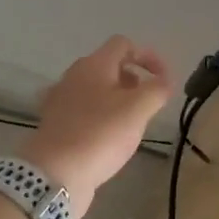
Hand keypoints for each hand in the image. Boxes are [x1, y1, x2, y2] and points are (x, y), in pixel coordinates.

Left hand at [20, 36, 172, 218]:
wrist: (54, 174)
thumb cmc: (100, 134)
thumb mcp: (138, 109)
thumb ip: (157, 90)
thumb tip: (164, 81)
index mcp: (93, 65)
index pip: (123, 44)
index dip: (148, 56)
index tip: (163, 79)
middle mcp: (73, 76)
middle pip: (108, 66)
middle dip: (133, 79)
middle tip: (147, 103)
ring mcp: (60, 100)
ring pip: (95, 89)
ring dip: (117, 99)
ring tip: (130, 123)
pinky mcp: (55, 124)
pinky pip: (83, 111)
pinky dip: (99, 116)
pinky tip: (107, 137)